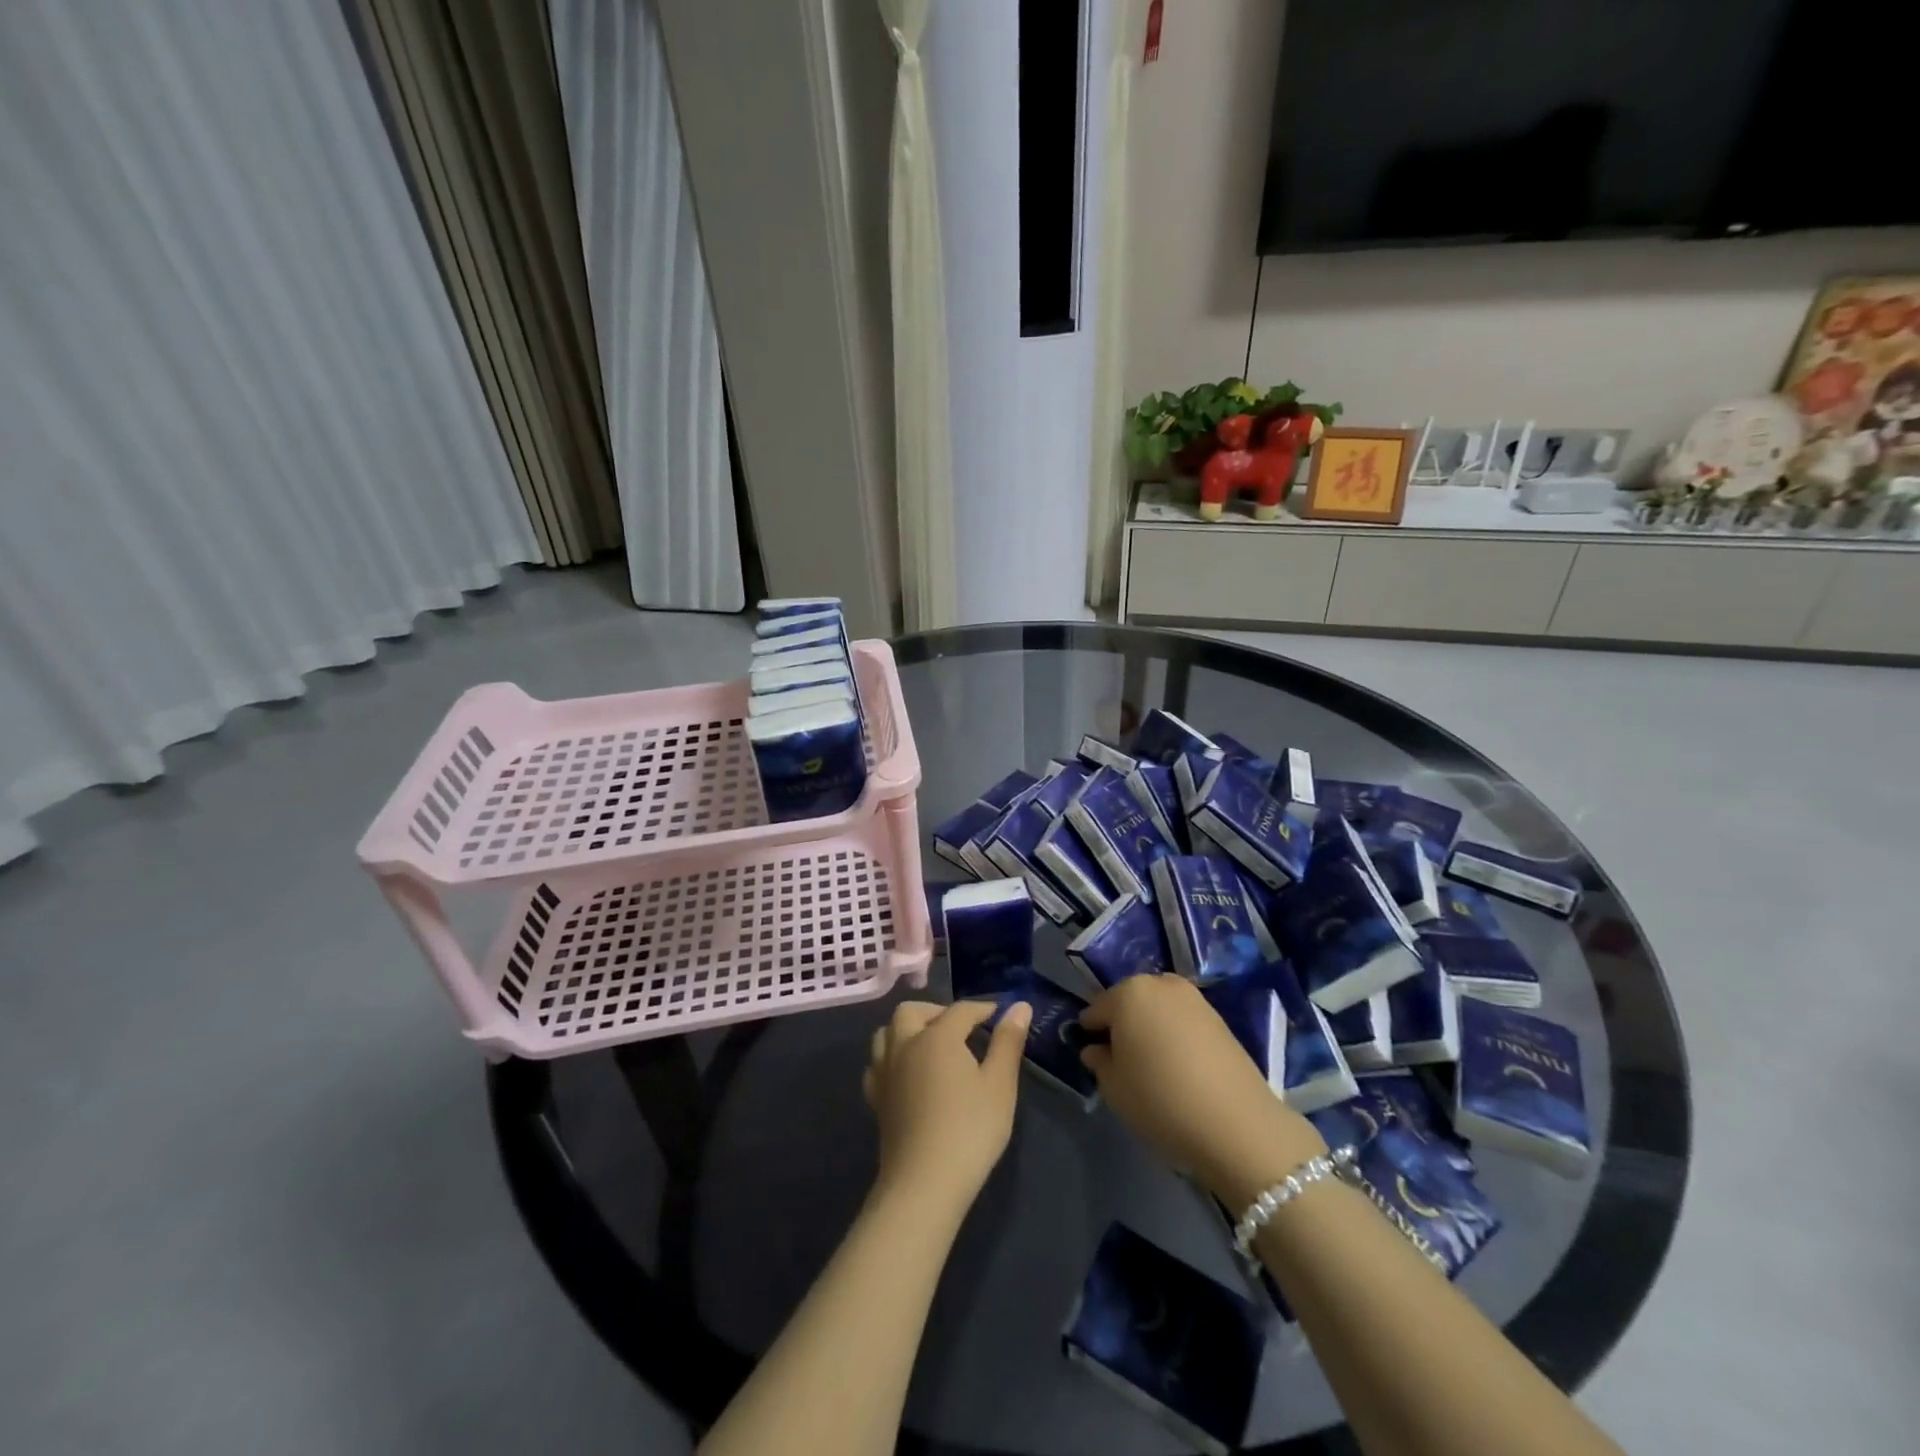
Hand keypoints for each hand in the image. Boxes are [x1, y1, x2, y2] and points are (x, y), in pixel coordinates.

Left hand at [863, 999, 1029, 1212]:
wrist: (924, 1184)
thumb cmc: (970, 1130)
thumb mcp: (1000, 1085)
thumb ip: (1008, 1042)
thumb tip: (1019, 1005)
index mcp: (937, 1037)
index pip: (960, 1010)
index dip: (982, 1008)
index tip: (999, 1014)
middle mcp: (905, 1045)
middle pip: (912, 1011)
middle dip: (936, 1011)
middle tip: (961, 1028)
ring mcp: (885, 1072)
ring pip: (887, 1032)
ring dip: (908, 1029)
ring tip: (931, 1044)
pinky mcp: (876, 1099)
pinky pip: (877, 1063)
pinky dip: (891, 1057)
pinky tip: (907, 1073)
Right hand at [1080, 976, 1324, 1207]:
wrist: (1236, 1124)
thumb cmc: (1160, 1100)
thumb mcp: (1114, 1088)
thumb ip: (1099, 1061)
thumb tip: (1096, 1049)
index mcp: (1128, 993)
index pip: (1096, 1009)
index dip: (1090, 1033)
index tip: (1092, 1056)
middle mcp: (1160, 983)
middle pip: (1128, 1001)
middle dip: (1122, 1024)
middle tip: (1122, 1060)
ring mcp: (1193, 997)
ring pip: (1157, 1008)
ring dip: (1149, 1027)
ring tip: (1152, 1064)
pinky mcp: (1218, 1016)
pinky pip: (1181, 1019)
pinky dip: (1174, 1034)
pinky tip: (1177, 1065)